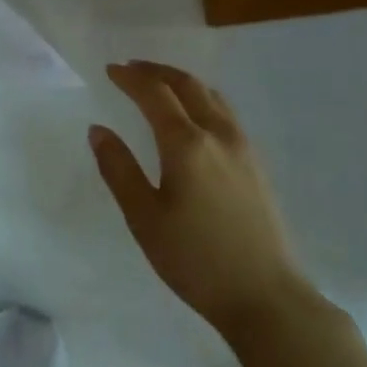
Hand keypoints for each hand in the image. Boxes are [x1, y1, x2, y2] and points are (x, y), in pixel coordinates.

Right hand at [90, 61, 312, 334]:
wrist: (268, 298)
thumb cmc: (196, 260)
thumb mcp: (144, 218)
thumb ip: (119, 169)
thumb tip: (99, 130)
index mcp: (186, 144)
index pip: (154, 94)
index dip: (130, 78)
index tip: (110, 69)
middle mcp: (218, 135)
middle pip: (187, 85)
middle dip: (157, 71)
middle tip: (132, 68)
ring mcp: (243, 148)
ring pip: (212, 96)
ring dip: (182, 82)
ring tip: (160, 85)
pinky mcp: (256, 165)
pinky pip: (225, 113)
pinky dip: (202, 99)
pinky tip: (194, 117)